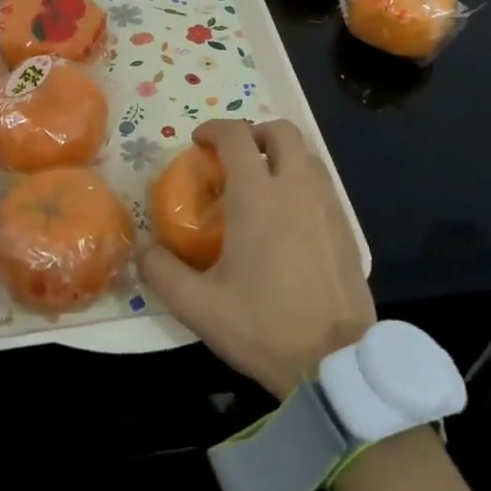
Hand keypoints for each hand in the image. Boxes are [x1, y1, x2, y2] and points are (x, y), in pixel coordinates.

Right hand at [139, 119, 374, 399]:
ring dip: (282, 154)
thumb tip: (143, 249)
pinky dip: (301, 180)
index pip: (237, 137)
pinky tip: (289, 216)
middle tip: (235, 156)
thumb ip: (162, 272)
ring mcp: (328, 204)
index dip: (215, 129)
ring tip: (262, 183)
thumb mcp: (199, 307)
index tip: (199, 141)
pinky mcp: (347, 226)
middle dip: (255, 132)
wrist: (334, 361)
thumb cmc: (263, 327)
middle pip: (282, 131)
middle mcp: (296, 187)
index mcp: (258, 196)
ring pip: (307, 154)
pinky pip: (322, 183)